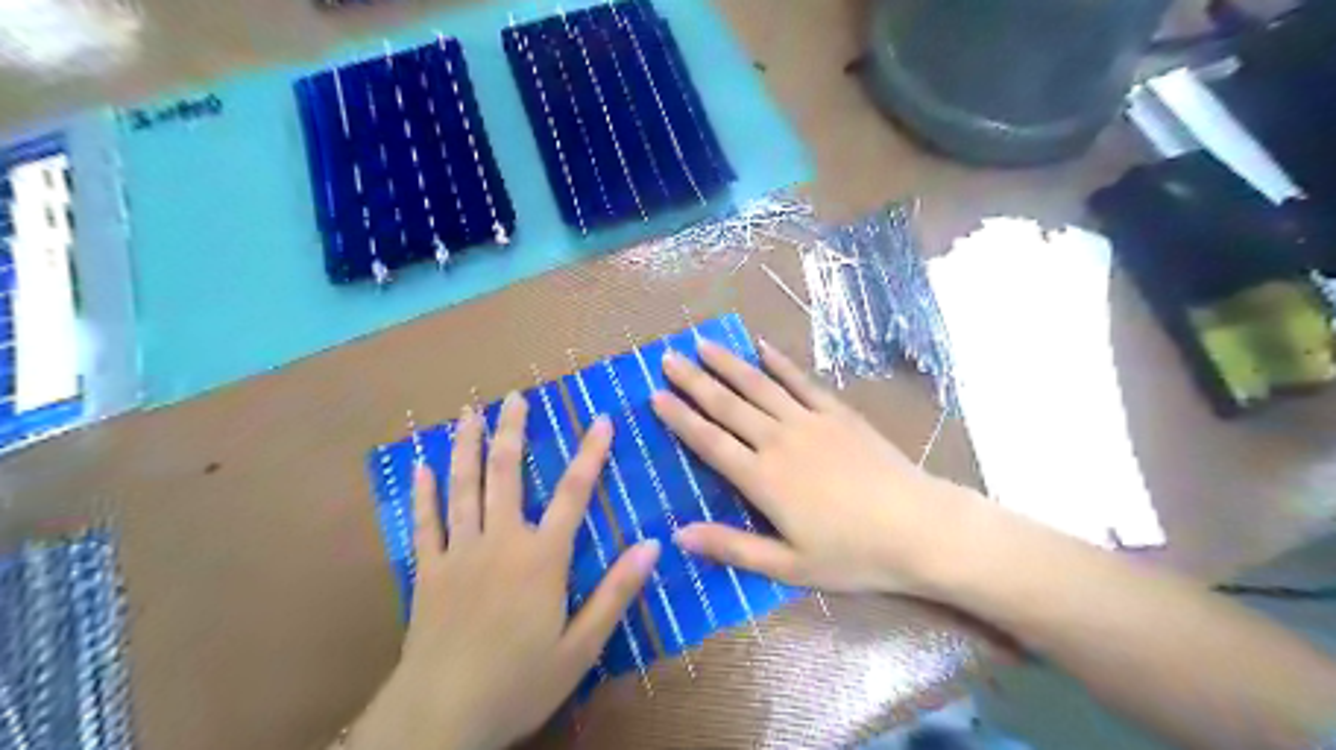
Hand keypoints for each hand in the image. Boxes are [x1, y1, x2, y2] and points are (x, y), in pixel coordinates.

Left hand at [343, 395, 655, 747]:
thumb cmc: (519, 682)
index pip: (574, 493)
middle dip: (512, 431)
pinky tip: (421, 465)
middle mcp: (500, 541)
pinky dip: (423, 492)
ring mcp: (458, 553)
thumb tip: (652, 544)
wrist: (440, 718)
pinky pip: (424, 523)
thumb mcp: (582, 646)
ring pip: (462, 487)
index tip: (601, 419)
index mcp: (541, 557)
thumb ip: (616, 592)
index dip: (590, 453)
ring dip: (466, 446)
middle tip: (514, 397)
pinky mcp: (427, 572)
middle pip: (505, 474)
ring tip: (468, 413)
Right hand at [654, 341, 977, 598]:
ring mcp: (810, 421)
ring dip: (728, 364)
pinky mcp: (838, 413)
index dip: (680, 418)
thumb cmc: (852, 554)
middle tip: (668, 358)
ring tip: (702, 344)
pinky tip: (761, 347)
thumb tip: (678, 536)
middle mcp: (779, 441)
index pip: (710, 441)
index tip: (655, 395)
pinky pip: (801, 381)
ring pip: (759, 386)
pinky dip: (779, 363)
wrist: (918, 528)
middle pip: (728, 405)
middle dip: (694, 381)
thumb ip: (732, 547)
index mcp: (762, 479)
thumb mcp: (788, 566)